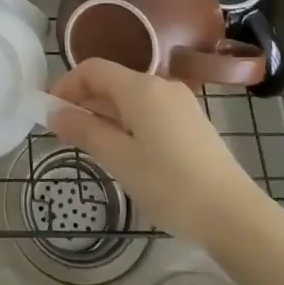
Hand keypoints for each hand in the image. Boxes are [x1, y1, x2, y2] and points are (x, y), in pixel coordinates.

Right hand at [50, 58, 263, 244]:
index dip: (66, 84)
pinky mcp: (192, 123)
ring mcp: (181, 104)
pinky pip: (149, 112)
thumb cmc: (170, 185)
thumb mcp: (119, 159)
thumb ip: (84, 131)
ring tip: (91, 147)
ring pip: (131, 98)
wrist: (234, 215)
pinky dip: (128, 123)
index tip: (49, 111)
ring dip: (105, 115)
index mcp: (141, 88)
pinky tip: (125, 153)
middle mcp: (161, 86)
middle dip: (84, 102)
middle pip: (113, 81)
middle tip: (64, 134)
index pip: (93, 69)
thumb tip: (54, 113)